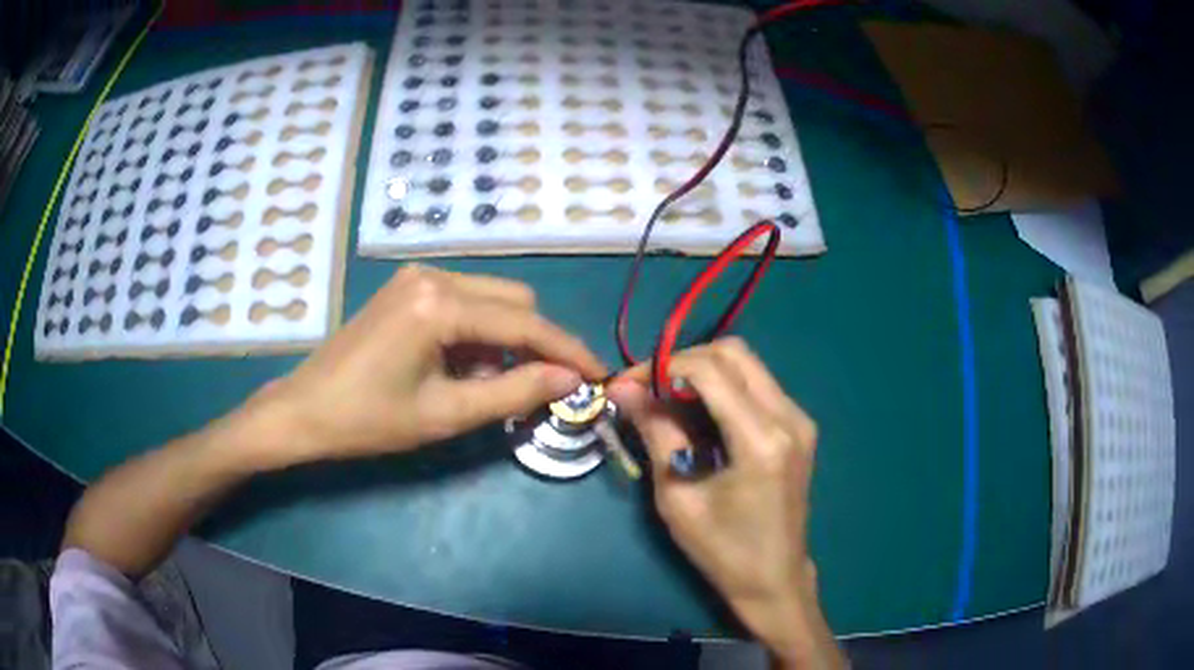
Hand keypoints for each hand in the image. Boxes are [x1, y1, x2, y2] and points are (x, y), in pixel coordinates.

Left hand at [241, 265, 606, 468]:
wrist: (305, 410)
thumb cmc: (370, 420)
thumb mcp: (446, 414)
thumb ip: (514, 393)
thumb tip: (569, 379)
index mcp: (440, 304)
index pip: (524, 324)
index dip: (567, 351)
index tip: (599, 375)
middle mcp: (434, 275)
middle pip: (514, 301)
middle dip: (536, 344)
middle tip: (540, 390)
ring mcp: (418, 277)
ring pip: (491, 300)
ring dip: (506, 341)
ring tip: (490, 386)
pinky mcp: (408, 288)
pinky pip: (464, 303)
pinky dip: (478, 334)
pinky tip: (463, 367)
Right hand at [607, 338, 843, 668]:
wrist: (774, 579)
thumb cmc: (723, 550)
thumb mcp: (678, 496)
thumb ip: (656, 433)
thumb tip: (624, 388)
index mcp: (762, 440)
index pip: (710, 370)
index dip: (662, 367)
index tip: (627, 384)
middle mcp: (789, 417)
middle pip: (734, 353)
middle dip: (684, 361)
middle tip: (649, 390)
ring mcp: (800, 419)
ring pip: (747, 364)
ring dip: (704, 372)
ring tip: (668, 402)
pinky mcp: (799, 426)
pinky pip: (758, 385)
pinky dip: (724, 387)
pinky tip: (700, 415)